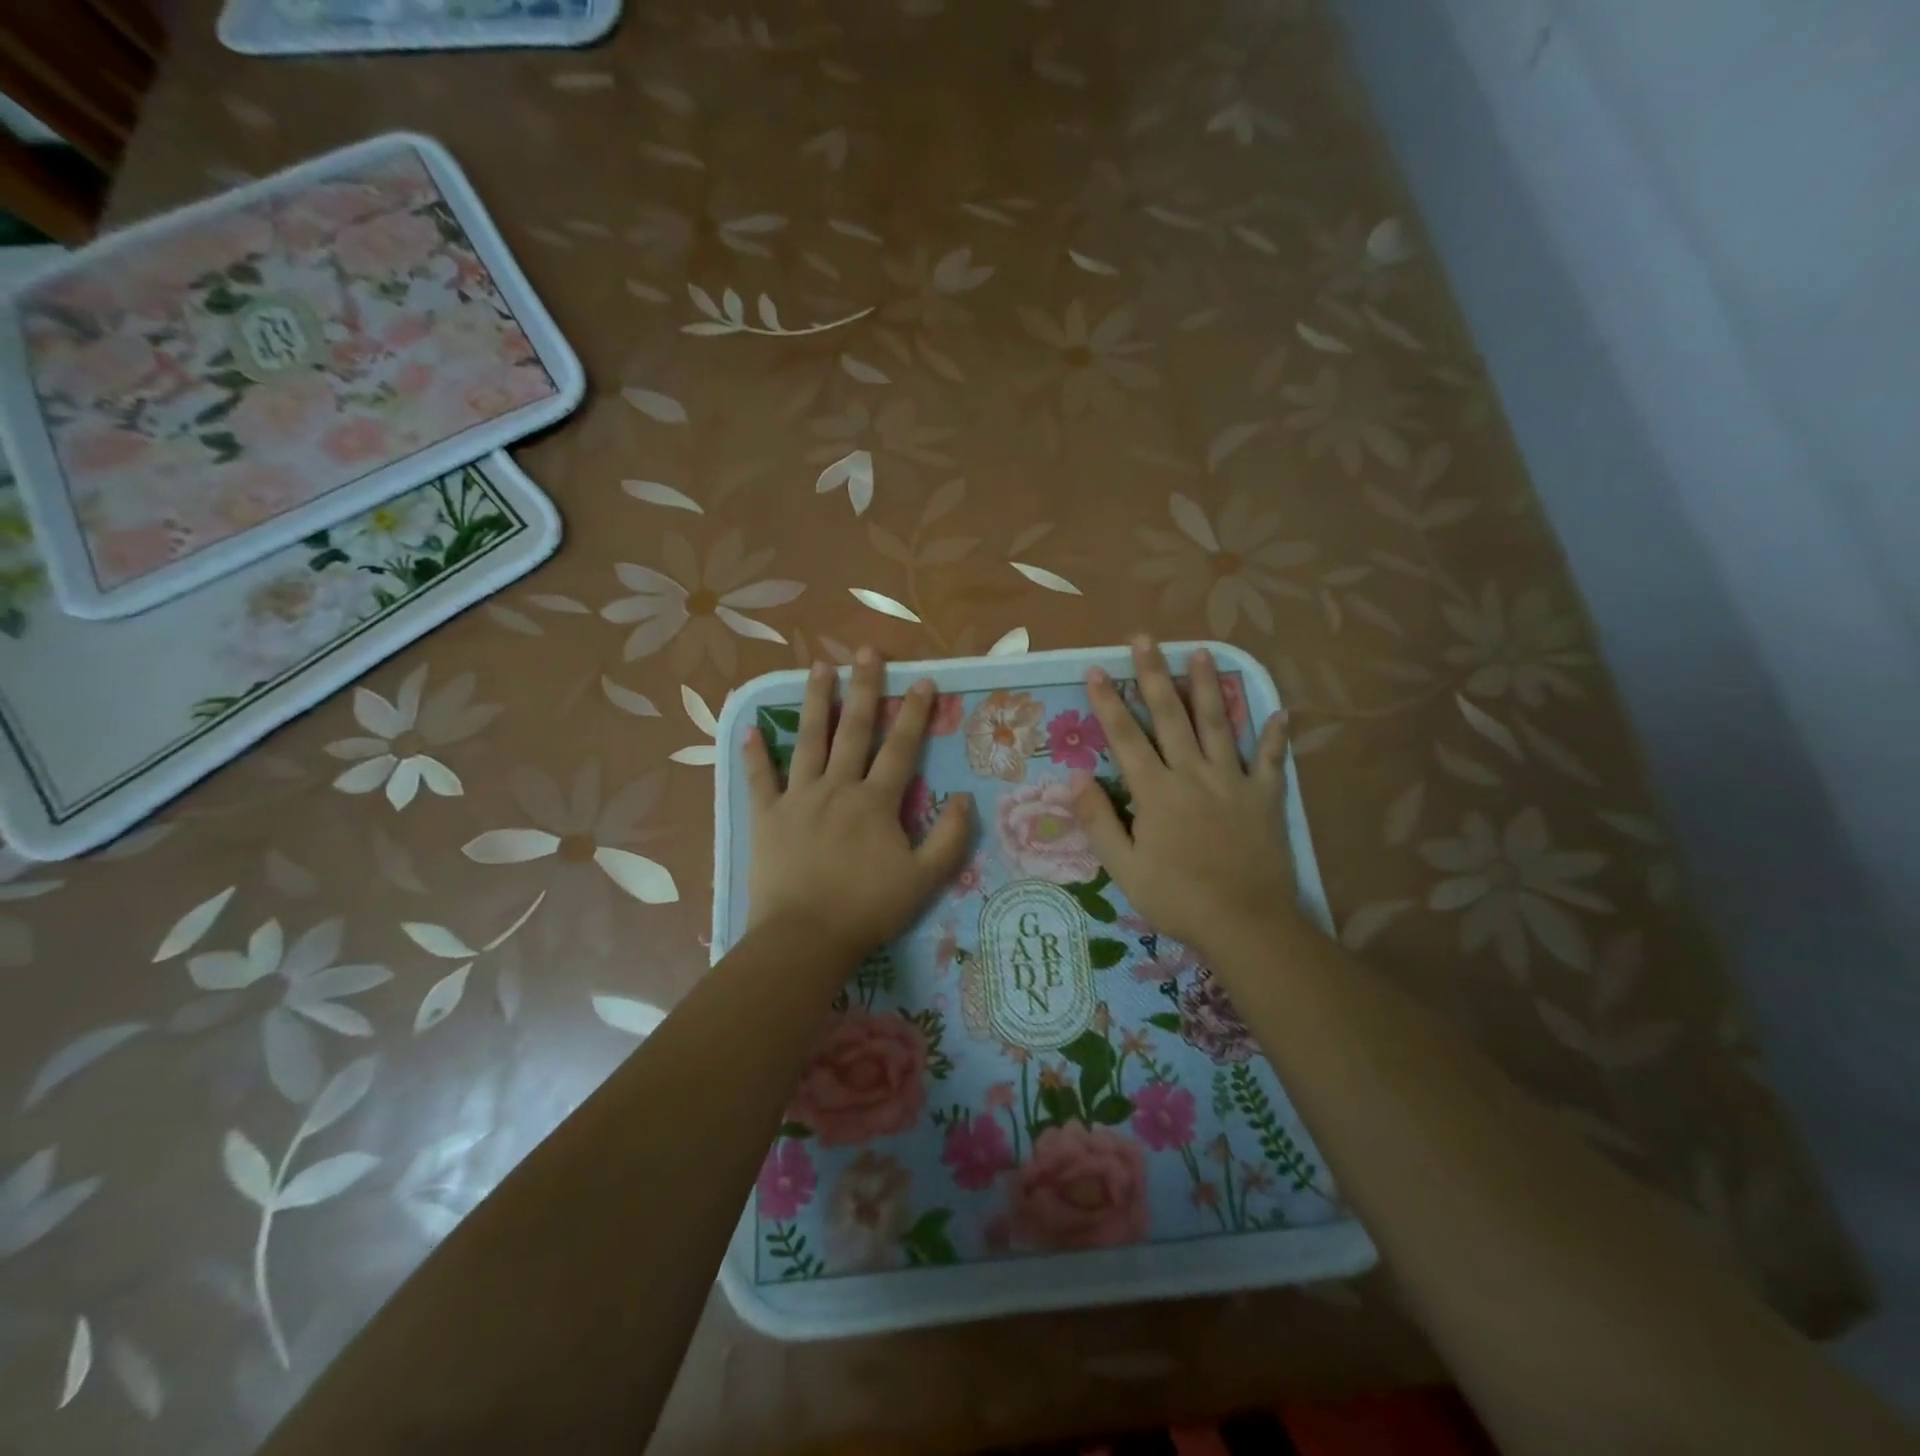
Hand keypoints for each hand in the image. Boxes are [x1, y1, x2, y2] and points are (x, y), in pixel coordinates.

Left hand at [743, 648, 972, 957]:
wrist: (805, 938)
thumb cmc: (868, 909)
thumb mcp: (925, 879)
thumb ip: (950, 837)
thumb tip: (963, 798)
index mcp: (875, 801)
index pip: (900, 747)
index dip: (913, 712)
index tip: (922, 679)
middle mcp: (837, 788)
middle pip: (853, 730)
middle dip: (863, 688)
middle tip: (866, 651)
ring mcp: (798, 799)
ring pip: (808, 741)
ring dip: (815, 702)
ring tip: (818, 667)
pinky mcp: (766, 817)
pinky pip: (760, 780)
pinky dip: (755, 755)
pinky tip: (750, 729)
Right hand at [1072, 638, 1298, 960]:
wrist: (1244, 923)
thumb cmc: (1176, 897)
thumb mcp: (1123, 867)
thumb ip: (1098, 821)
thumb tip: (1075, 779)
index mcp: (1156, 791)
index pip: (1125, 737)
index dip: (1108, 701)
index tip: (1096, 668)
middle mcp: (1193, 774)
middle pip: (1170, 716)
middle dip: (1154, 674)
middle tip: (1145, 638)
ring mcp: (1233, 781)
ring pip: (1219, 724)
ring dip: (1208, 686)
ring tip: (1202, 651)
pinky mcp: (1265, 797)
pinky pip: (1272, 760)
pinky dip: (1276, 737)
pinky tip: (1281, 712)